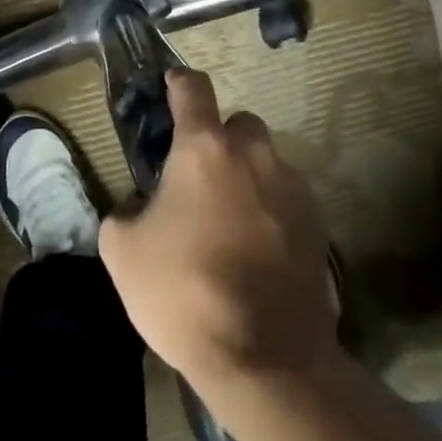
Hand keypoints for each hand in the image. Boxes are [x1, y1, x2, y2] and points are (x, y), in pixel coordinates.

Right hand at [100, 71, 338, 405]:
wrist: (265, 358)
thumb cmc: (184, 292)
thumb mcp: (123, 253)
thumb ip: (124, 215)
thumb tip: (137, 210)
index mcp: (204, 149)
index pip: (193, 89)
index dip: (179, 82)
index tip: (172, 84)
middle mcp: (253, 155)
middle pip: (239, 123)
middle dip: (220, 140)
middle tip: (201, 178)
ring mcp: (292, 187)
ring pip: (267, 162)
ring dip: (248, 177)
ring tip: (230, 223)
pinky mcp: (318, 224)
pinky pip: (288, 199)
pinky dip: (272, 211)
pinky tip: (258, 252)